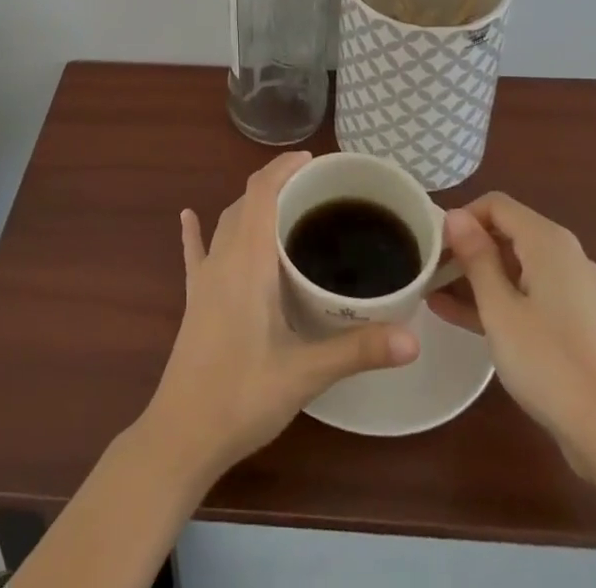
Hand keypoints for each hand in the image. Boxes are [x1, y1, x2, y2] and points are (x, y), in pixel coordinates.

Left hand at [141, 152, 419, 479]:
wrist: (181, 435)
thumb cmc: (243, 397)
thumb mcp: (305, 374)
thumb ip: (357, 350)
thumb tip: (413, 338)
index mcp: (248, 261)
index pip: (262, 192)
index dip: (284, 168)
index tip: (314, 160)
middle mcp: (223, 258)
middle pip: (246, 201)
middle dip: (276, 183)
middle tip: (314, 187)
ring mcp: (204, 278)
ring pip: (226, 222)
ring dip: (251, 205)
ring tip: (283, 204)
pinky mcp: (193, 299)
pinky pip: (195, 253)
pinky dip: (196, 231)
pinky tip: (188, 216)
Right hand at [430, 192, 595, 473]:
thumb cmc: (549, 363)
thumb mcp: (499, 309)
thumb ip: (475, 257)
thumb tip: (455, 216)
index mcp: (549, 241)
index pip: (496, 205)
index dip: (462, 218)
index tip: (434, 244)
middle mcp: (565, 255)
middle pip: (507, 232)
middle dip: (467, 247)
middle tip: (430, 269)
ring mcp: (574, 290)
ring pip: (516, 266)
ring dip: (478, 276)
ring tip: (434, 292)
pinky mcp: (576, 321)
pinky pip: (529, 294)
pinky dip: (499, 299)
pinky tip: (460, 316)